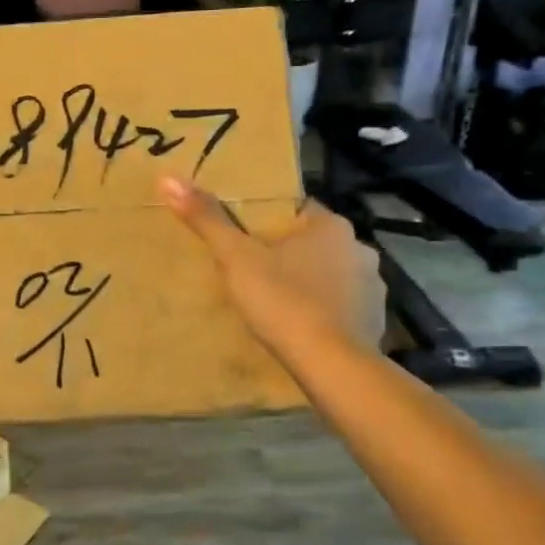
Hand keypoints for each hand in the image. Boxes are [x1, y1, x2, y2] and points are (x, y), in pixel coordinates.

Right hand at [161, 177, 385, 350]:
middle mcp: (359, 248)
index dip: (269, 220)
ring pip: (331, 273)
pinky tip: (301, 325)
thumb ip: (206, 219)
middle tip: (253, 268)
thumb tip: (168, 178)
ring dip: (309, 280)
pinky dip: (324, 310)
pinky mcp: (376, 320)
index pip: (297, 208)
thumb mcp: (236, 258)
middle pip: (313, 241)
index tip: (245, 235)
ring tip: (276, 299)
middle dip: (288, 252)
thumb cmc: (284, 301)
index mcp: (331, 225)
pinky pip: (343, 305)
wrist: (332, 365)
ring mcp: (373, 286)